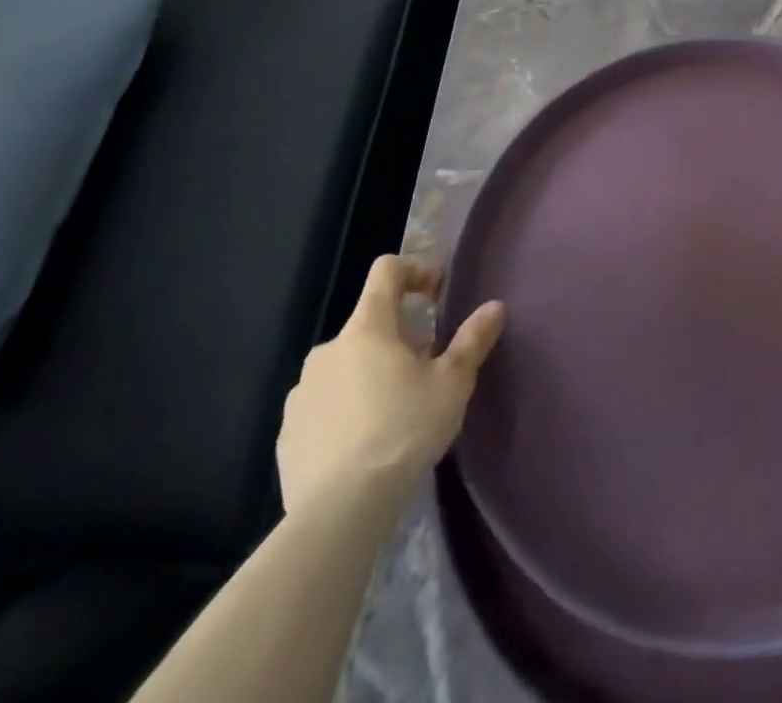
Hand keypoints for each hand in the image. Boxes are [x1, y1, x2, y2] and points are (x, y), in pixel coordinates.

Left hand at [277, 255, 504, 521]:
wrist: (340, 511)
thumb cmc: (404, 430)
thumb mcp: (453, 383)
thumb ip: (473, 339)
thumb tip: (494, 306)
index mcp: (368, 328)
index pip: (386, 271)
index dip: (414, 270)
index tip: (436, 295)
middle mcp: (328, 350)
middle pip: (369, 325)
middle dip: (398, 338)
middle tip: (425, 369)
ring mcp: (301, 393)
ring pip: (344, 367)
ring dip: (370, 374)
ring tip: (395, 412)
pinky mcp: (287, 433)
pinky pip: (323, 406)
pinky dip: (345, 411)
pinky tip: (364, 444)